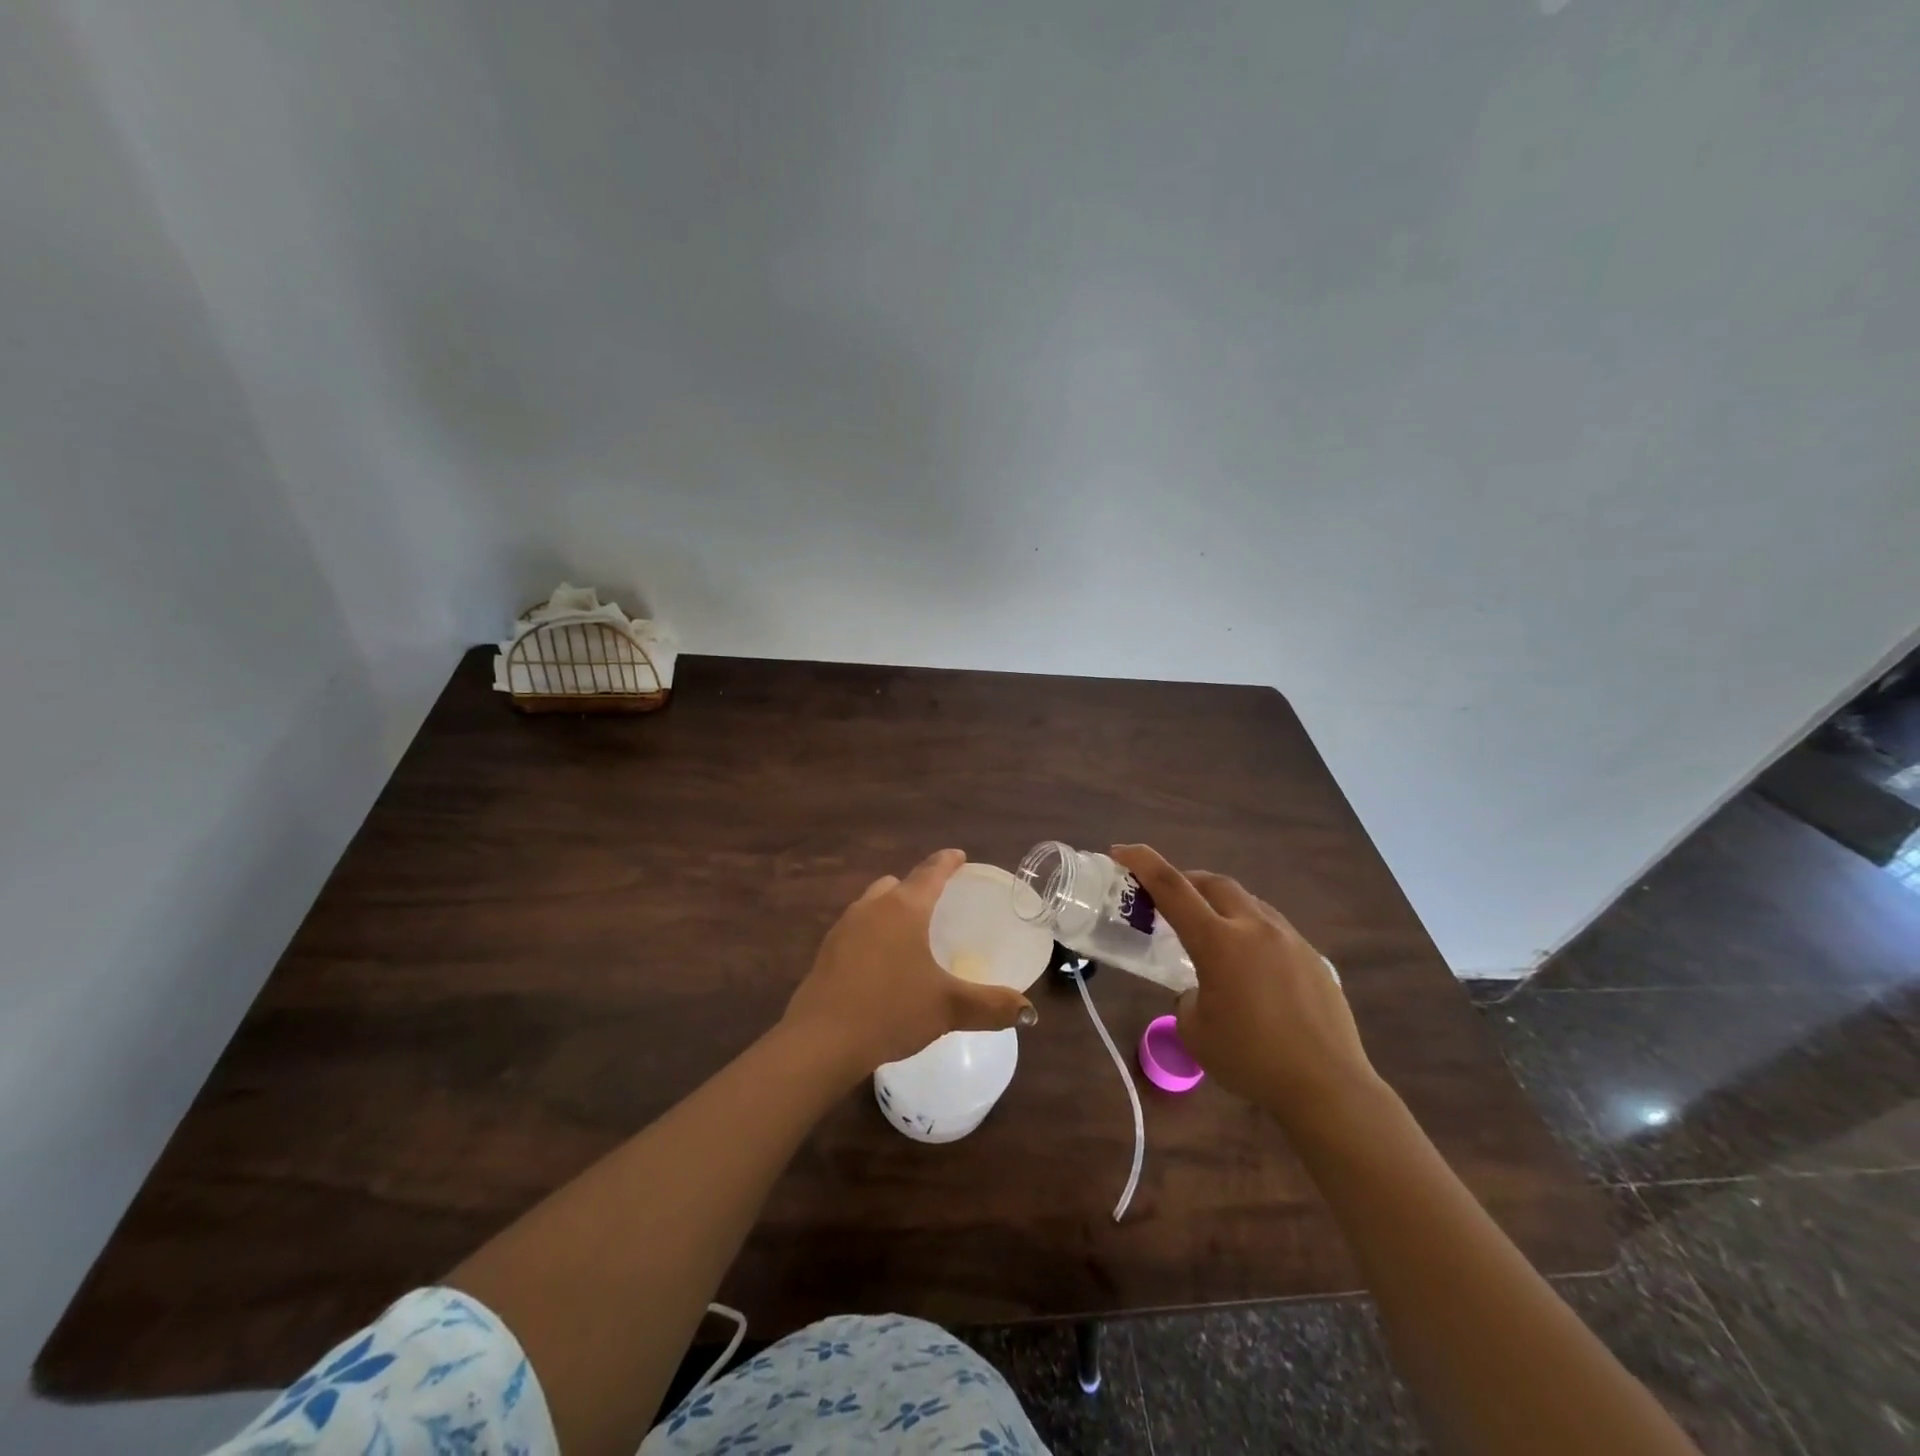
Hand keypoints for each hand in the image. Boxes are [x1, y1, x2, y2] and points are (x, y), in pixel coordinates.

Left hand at [782, 849, 1036, 1081]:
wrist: (821, 1040)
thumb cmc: (891, 1010)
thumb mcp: (948, 1008)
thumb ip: (991, 1006)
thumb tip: (1027, 1011)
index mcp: (904, 908)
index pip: (931, 872)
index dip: (947, 862)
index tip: (958, 855)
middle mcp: (872, 908)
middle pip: (897, 884)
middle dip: (917, 887)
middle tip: (936, 903)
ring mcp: (844, 928)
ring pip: (872, 905)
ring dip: (891, 910)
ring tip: (909, 934)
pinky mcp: (826, 952)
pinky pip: (856, 930)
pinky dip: (873, 934)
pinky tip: (881, 964)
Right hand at [1111, 844, 1379, 1129]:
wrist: (1329, 1087)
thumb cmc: (1251, 1060)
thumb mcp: (1195, 1031)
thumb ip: (1188, 996)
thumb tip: (1201, 989)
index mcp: (1218, 941)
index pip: (1172, 887)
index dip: (1142, 862)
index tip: (1120, 850)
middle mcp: (1254, 927)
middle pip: (1212, 883)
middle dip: (1185, 881)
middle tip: (1167, 899)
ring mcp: (1289, 939)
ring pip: (1246, 902)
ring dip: (1220, 904)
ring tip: (1210, 932)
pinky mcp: (1313, 957)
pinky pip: (1273, 928)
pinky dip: (1250, 931)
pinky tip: (1250, 966)